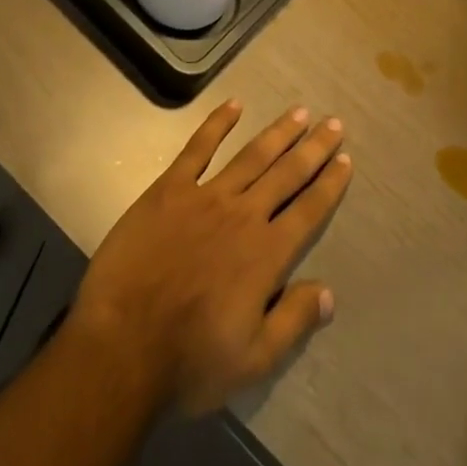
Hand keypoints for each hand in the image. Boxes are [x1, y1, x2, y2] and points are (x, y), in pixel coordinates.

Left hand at [67, 101, 351, 415]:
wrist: (121, 346)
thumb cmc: (189, 361)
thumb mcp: (253, 361)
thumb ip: (293, 321)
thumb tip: (329, 292)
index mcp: (267, 254)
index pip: (309, 210)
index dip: (329, 184)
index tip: (345, 159)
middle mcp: (244, 215)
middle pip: (287, 173)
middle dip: (313, 147)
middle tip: (333, 122)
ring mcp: (206, 196)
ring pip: (252, 155)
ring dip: (278, 132)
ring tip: (299, 112)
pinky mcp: (170, 189)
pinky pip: (198, 148)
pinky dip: (217, 123)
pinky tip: (234, 104)